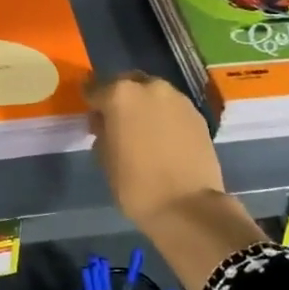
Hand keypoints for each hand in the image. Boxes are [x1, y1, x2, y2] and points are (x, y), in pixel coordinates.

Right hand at [85, 72, 227, 228]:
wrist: (187, 205)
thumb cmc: (135, 184)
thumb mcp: (104, 157)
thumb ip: (102, 131)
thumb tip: (106, 122)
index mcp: (119, 94)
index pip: (94, 88)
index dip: (91, 102)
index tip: (91, 115)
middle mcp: (149, 87)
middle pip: (127, 84)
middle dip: (120, 98)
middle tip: (117, 120)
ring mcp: (177, 99)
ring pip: (153, 93)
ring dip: (144, 105)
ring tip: (142, 130)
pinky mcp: (197, 114)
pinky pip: (172, 108)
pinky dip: (164, 117)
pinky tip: (163, 138)